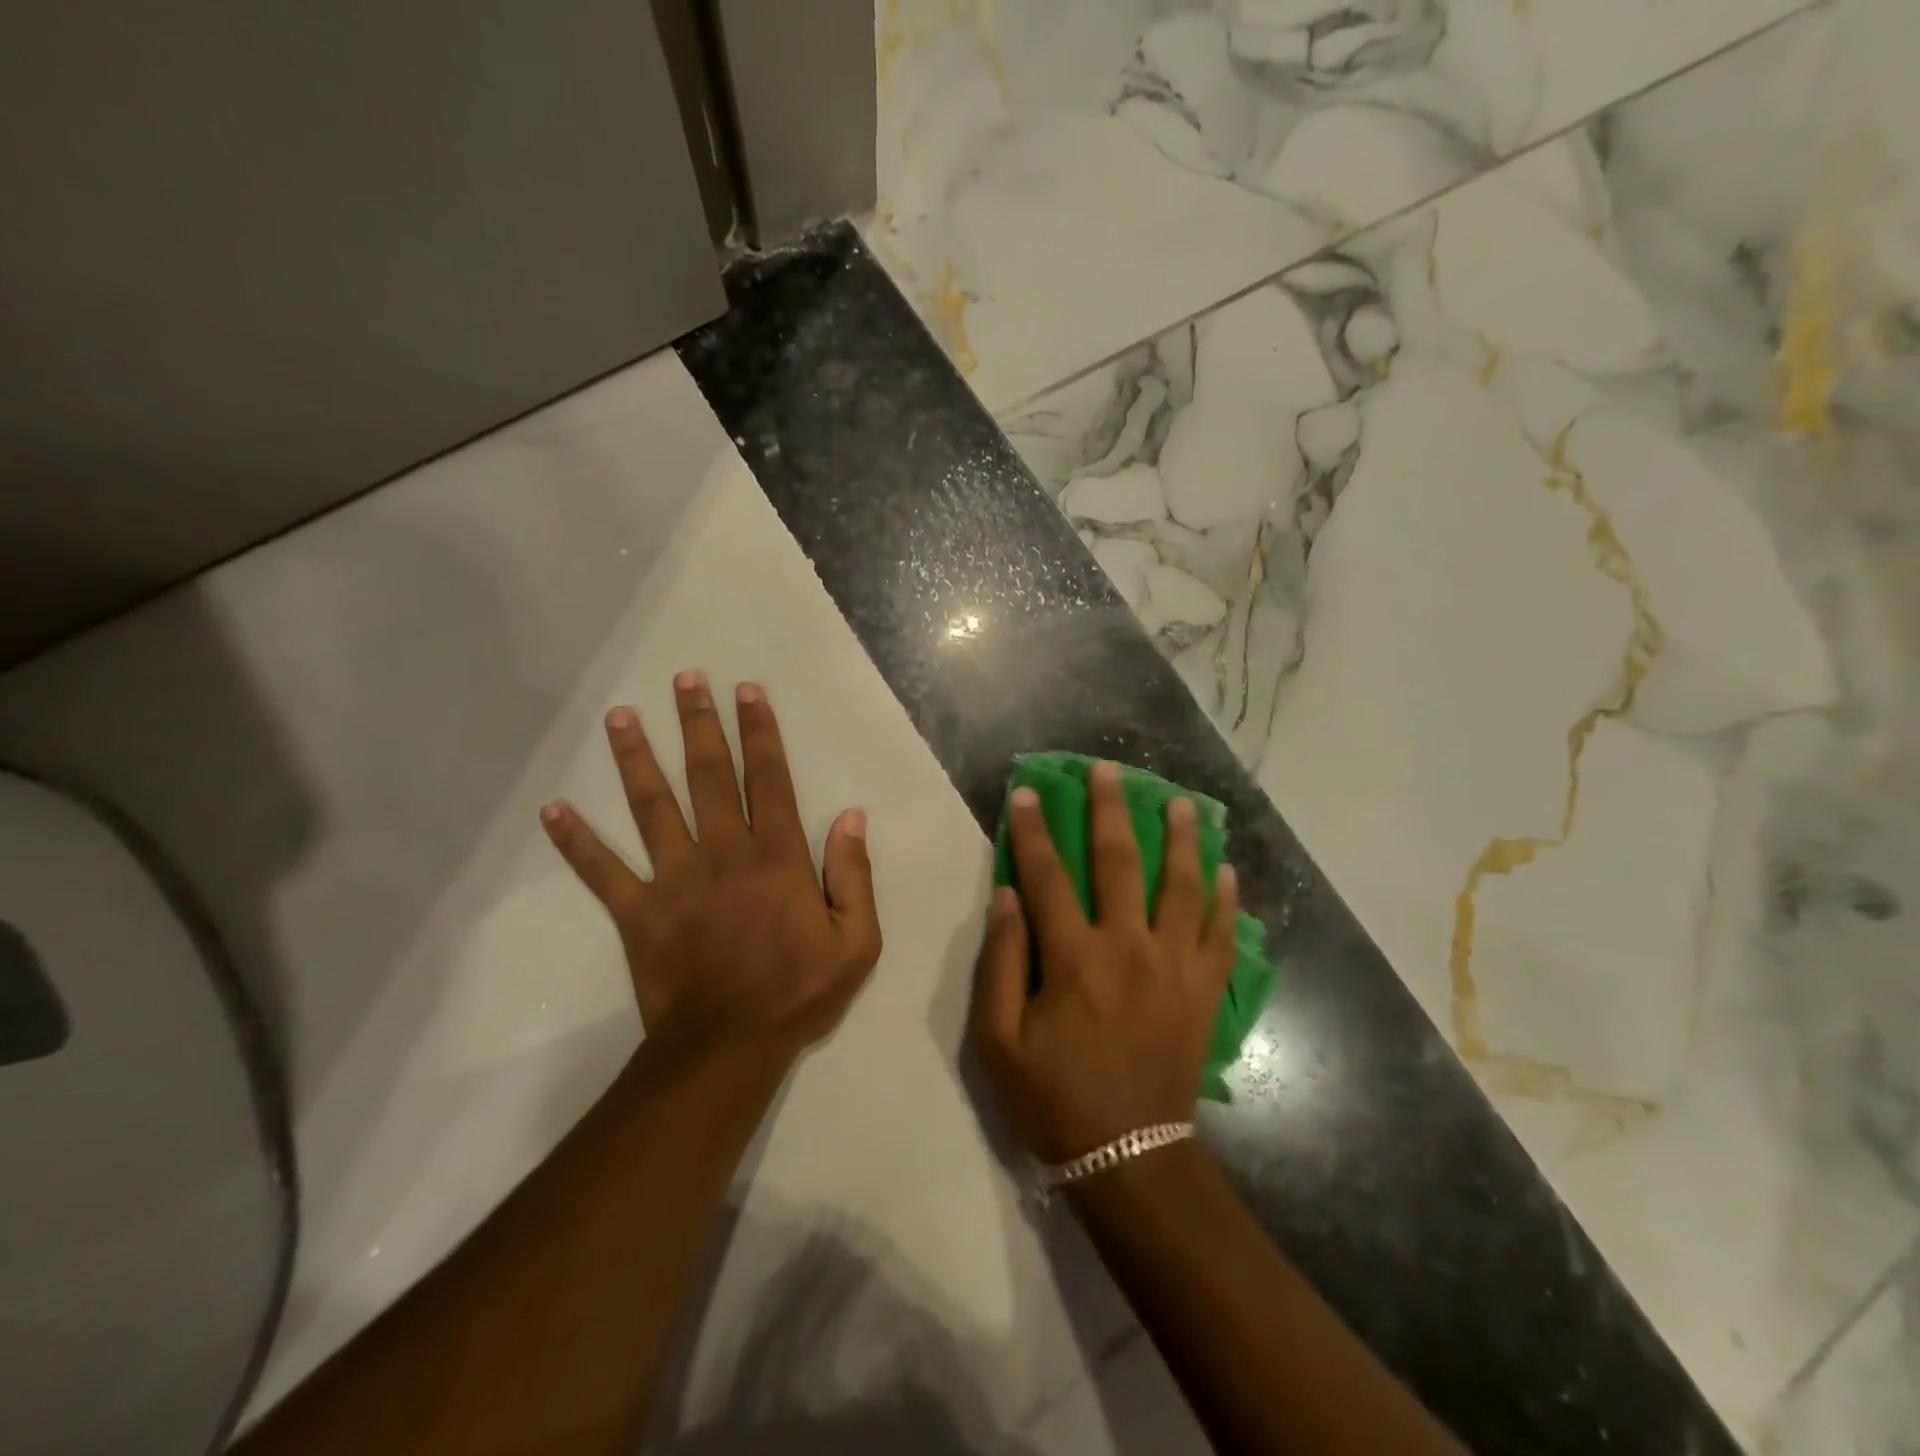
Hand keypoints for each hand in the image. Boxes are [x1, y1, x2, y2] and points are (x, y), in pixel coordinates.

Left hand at [540, 672, 882, 1066]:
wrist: (727, 1049)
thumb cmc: (798, 993)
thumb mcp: (856, 941)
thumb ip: (853, 875)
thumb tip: (851, 817)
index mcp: (776, 857)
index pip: (769, 779)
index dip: (759, 732)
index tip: (747, 691)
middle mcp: (723, 853)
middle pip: (708, 776)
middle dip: (698, 724)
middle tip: (684, 680)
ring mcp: (675, 879)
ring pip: (653, 807)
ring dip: (635, 759)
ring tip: (620, 717)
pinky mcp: (637, 912)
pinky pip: (601, 871)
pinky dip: (576, 841)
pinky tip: (552, 809)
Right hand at [973, 762, 1239, 1162]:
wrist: (1129, 1155)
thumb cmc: (1054, 1097)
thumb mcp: (999, 1040)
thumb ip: (1001, 962)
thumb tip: (1008, 896)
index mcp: (1074, 959)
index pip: (1048, 876)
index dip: (1034, 830)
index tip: (1029, 792)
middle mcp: (1128, 947)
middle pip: (1119, 862)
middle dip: (1110, 810)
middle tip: (1110, 770)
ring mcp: (1175, 966)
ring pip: (1182, 886)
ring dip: (1181, 839)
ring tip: (1182, 803)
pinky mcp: (1206, 990)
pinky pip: (1221, 934)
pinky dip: (1226, 899)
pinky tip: (1227, 871)